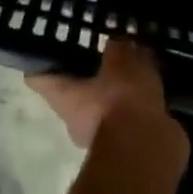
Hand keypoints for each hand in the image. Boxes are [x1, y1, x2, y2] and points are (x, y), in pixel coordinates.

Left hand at [27, 38, 176, 149]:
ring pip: (103, 105)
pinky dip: (138, 107)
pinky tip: (154, 89)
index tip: (56, 43)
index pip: (37, 77)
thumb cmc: (121, 100)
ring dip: (118, 91)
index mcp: (61, 96)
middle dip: (90, 72)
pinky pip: (128, 119)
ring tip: (138, 67)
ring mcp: (99, 136)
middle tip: (107, 51)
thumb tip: (117, 44)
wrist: (147, 149)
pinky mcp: (126, 147)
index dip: (44, 60)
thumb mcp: (121, 60)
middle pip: (73, 91)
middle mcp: (73, 119)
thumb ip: (117, 47)